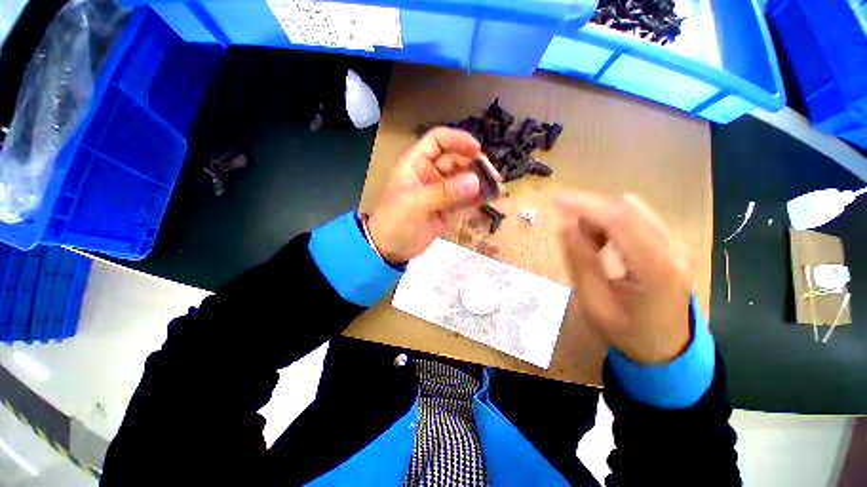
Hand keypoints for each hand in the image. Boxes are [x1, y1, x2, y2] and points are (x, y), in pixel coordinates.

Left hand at [367, 127, 498, 262]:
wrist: (389, 250)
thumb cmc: (394, 222)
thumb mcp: (415, 204)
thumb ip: (444, 192)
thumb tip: (475, 181)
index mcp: (416, 164)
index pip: (438, 140)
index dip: (457, 140)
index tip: (477, 149)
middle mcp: (430, 173)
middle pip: (456, 159)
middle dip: (475, 165)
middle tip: (494, 177)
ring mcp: (440, 191)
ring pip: (463, 179)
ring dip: (480, 182)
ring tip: (498, 189)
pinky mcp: (446, 207)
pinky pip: (464, 198)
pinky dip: (476, 198)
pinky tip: (488, 200)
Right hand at [554, 193, 691, 363]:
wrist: (668, 347)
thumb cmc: (628, 331)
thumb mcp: (594, 302)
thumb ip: (580, 260)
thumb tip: (564, 224)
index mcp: (655, 268)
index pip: (618, 220)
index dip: (584, 205)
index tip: (555, 201)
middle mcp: (673, 248)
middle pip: (625, 209)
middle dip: (589, 210)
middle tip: (566, 227)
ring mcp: (677, 244)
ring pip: (630, 211)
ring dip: (600, 218)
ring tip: (585, 242)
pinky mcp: (673, 244)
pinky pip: (637, 219)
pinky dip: (612, 222)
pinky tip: (602, 241)